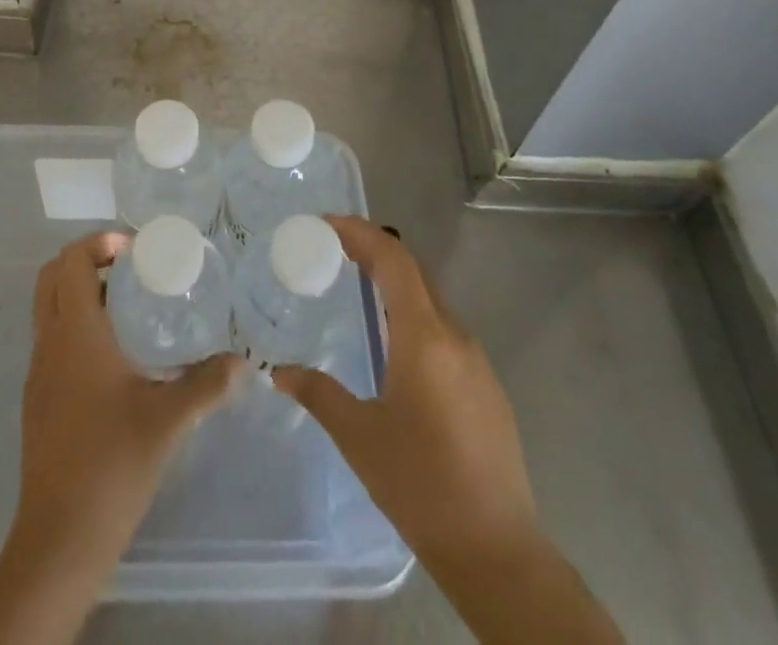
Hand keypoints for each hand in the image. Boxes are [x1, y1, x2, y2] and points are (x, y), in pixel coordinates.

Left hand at [14, 231, 243, 562]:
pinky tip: (114, 356)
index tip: (135, 251)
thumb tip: (242, 361)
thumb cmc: (113, 464)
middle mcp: (50, 343)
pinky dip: (75, 325)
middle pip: (51, 276)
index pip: (71, 260)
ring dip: (80, 292)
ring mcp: (38, 371)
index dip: (99, 243)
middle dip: (88, 260)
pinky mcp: (37, 398)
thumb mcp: (170, 420)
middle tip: (131, 270)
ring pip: (48, 307)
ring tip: (128, 306)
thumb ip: (208, 384)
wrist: (60, 539)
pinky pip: (51, 339)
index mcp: (76, 334)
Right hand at [273, 216, 536, 562]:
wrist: (497, 550)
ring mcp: (476, 360)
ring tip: (358, 290)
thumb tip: (280, 372)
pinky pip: (445, 330)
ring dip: (395, 284)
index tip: (326, 225)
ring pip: (431, 300)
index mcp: (423, 337)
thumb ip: (318, 394)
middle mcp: (454, 336)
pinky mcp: (487, 385)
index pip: (393, 259)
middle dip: (374, 251)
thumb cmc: (420, 486)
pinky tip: (395, 345)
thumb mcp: (359, 437)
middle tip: (335, 251)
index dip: (360, 233)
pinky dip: (414, 315)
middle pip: (414, 272)